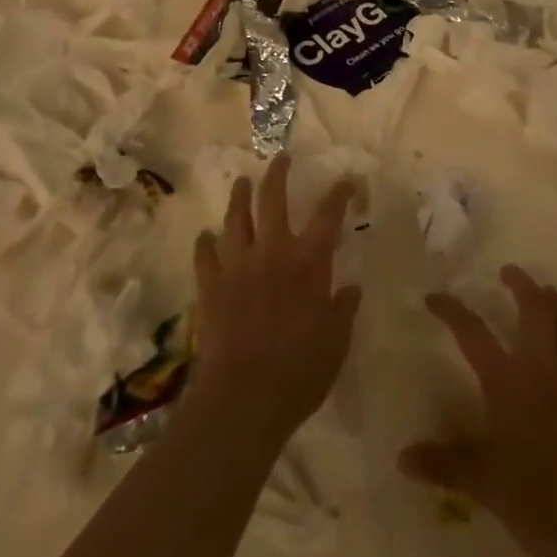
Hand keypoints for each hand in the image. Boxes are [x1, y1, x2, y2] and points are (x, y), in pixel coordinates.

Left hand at [191, 154, 361, 447]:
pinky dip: (205, 243)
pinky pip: (205, 256)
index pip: (328, 215)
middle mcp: (273, 252)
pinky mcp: (211, 286)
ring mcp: (238, 266)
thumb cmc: (300, 373)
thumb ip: (343, 311)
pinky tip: (205, 237)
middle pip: (273, 199)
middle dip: (277, 174)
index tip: (346, 181)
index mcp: (309, 262)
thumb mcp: (336, 344)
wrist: (243, 398)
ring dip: (239, 197)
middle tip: (280, 158)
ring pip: (235, 219)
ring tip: (241, 182)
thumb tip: (351, 288)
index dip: (339, 194)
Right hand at [400, 266, 556, 556]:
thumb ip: (445, 465)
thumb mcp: (485, 486)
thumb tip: (402, 457)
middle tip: (509, 271)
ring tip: (549, 293)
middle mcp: (545, 369)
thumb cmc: (541, 503)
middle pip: (535, 310)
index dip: (452, 310)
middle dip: (522, 285)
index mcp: (509, 382)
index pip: (473, 333)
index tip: (434, 297)